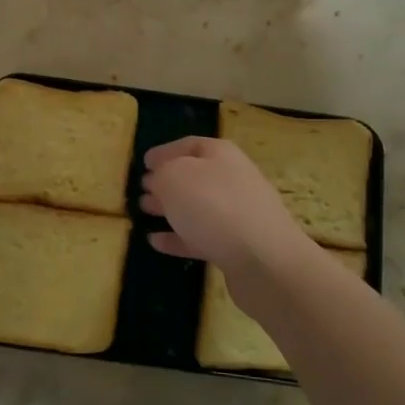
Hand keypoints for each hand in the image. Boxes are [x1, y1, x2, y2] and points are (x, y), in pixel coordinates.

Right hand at [139, 137, 307, 279]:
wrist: (263, 259)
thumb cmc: (214, 206)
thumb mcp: (175, 178)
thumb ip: (161, 175)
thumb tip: (158, 179)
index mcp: (221, 154)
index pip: (189, 145)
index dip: (165, 152)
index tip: (144, 163)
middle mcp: (232, 179)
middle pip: (195, 176)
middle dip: (166, 182)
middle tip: (142, 190)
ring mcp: (237, 214)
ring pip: (197, 207)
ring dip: (170, 208)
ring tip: (144, 211)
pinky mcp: (235, 247)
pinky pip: (200, 237)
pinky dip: (178, 238)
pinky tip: (155, 242)